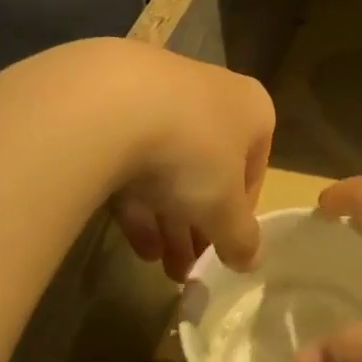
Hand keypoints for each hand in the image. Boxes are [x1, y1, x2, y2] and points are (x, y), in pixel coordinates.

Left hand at [43, 40, 273, 282]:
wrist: (107, 103)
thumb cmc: (191, 152)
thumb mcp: (224, 208)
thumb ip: (241, 238)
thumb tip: (250, 262)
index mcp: (251, 109)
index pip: (253, 170)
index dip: (239, 217)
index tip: (223, 250)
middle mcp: (210, 93)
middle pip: (208, 169)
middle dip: (198, 224)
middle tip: (186, 268)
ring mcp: (158, 93)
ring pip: (168, 164)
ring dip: (166, 218)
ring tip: (156, 265)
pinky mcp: (109, 101)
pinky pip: (130, 155)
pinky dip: (134, 196)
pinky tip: (129, 238)